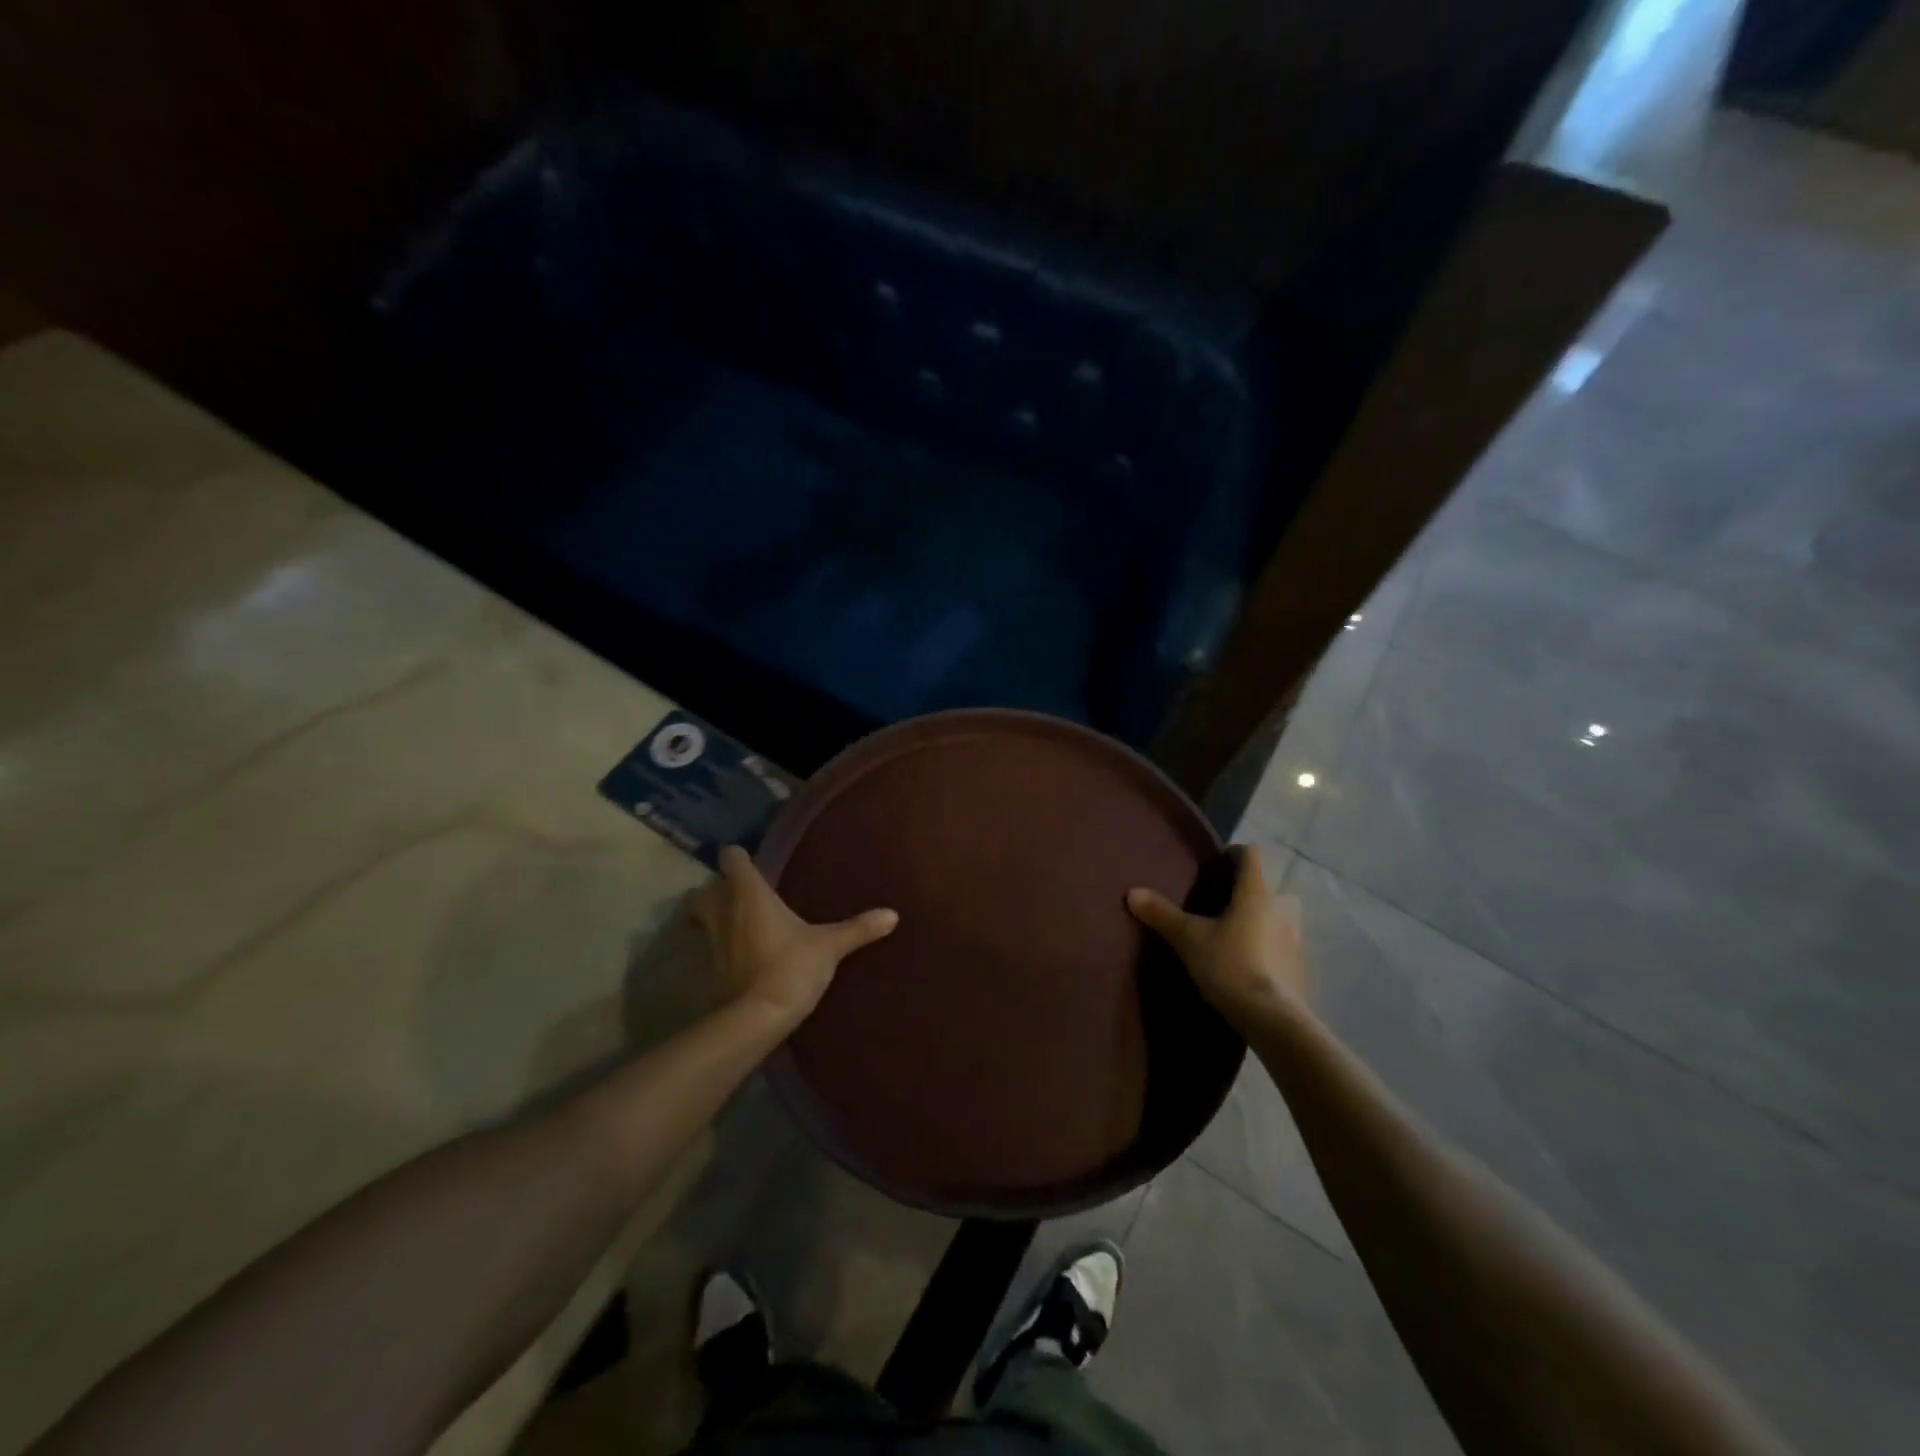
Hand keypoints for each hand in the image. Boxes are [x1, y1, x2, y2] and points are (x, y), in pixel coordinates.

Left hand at [689, 846, 898, 1029]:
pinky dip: (720, 944)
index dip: (737, 857)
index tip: (748, 858)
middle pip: (703, 890)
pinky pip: (710, 946)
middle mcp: (725, 911)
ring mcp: (714, 942)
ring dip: (711, 916)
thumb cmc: (791, 966)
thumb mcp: (830, 946)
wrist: (758, 1018)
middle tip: (736, 893)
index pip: (732, 860)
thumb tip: (893, 914)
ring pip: (701, 918)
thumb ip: (858, 928)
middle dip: (715, 889)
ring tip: (735, 920)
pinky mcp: (712, 969)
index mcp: (750, 894)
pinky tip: (740, 951)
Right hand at [1127, 844, 1306, 1028]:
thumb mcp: (1188, 939)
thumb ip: (1162, 914)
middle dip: (1247, 892)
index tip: (1214, 864)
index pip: (1250, 855)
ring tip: (1233, 934)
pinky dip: (1268, 947)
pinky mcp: (1300, 966)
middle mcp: (1281, 908)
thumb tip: (1131, 892)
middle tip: (1221, 905)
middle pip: (1267, 887)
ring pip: (1277, 917)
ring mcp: (1295, 938)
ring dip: (1261, 920)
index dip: (1233, 854)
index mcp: (1256, 892)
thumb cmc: (1230, 966)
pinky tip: (1249, 963)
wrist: (1272, 1019)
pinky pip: (1282, 945)